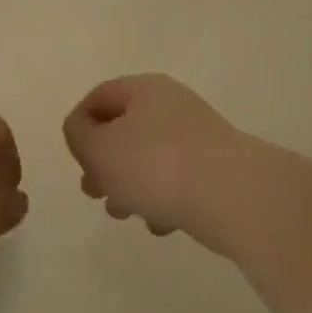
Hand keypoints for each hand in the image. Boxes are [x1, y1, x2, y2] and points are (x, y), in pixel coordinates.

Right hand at [62, 74, 244, 240]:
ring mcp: (197, 137)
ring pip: (147, 159)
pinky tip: (160, 223)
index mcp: (144, 89)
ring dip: (128, 187)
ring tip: (126, 213)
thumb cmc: (155, 166)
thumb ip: (78, 134)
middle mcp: (172, 106)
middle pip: (122, 130)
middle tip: (95, 192)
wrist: (233, 197)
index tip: (77, 161)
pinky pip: (175, 181)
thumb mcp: (98, 147)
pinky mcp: (215, 169)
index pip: (98, 97)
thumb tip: (86, 132)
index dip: (79, 128)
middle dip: (103, 164)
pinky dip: (161, 200)